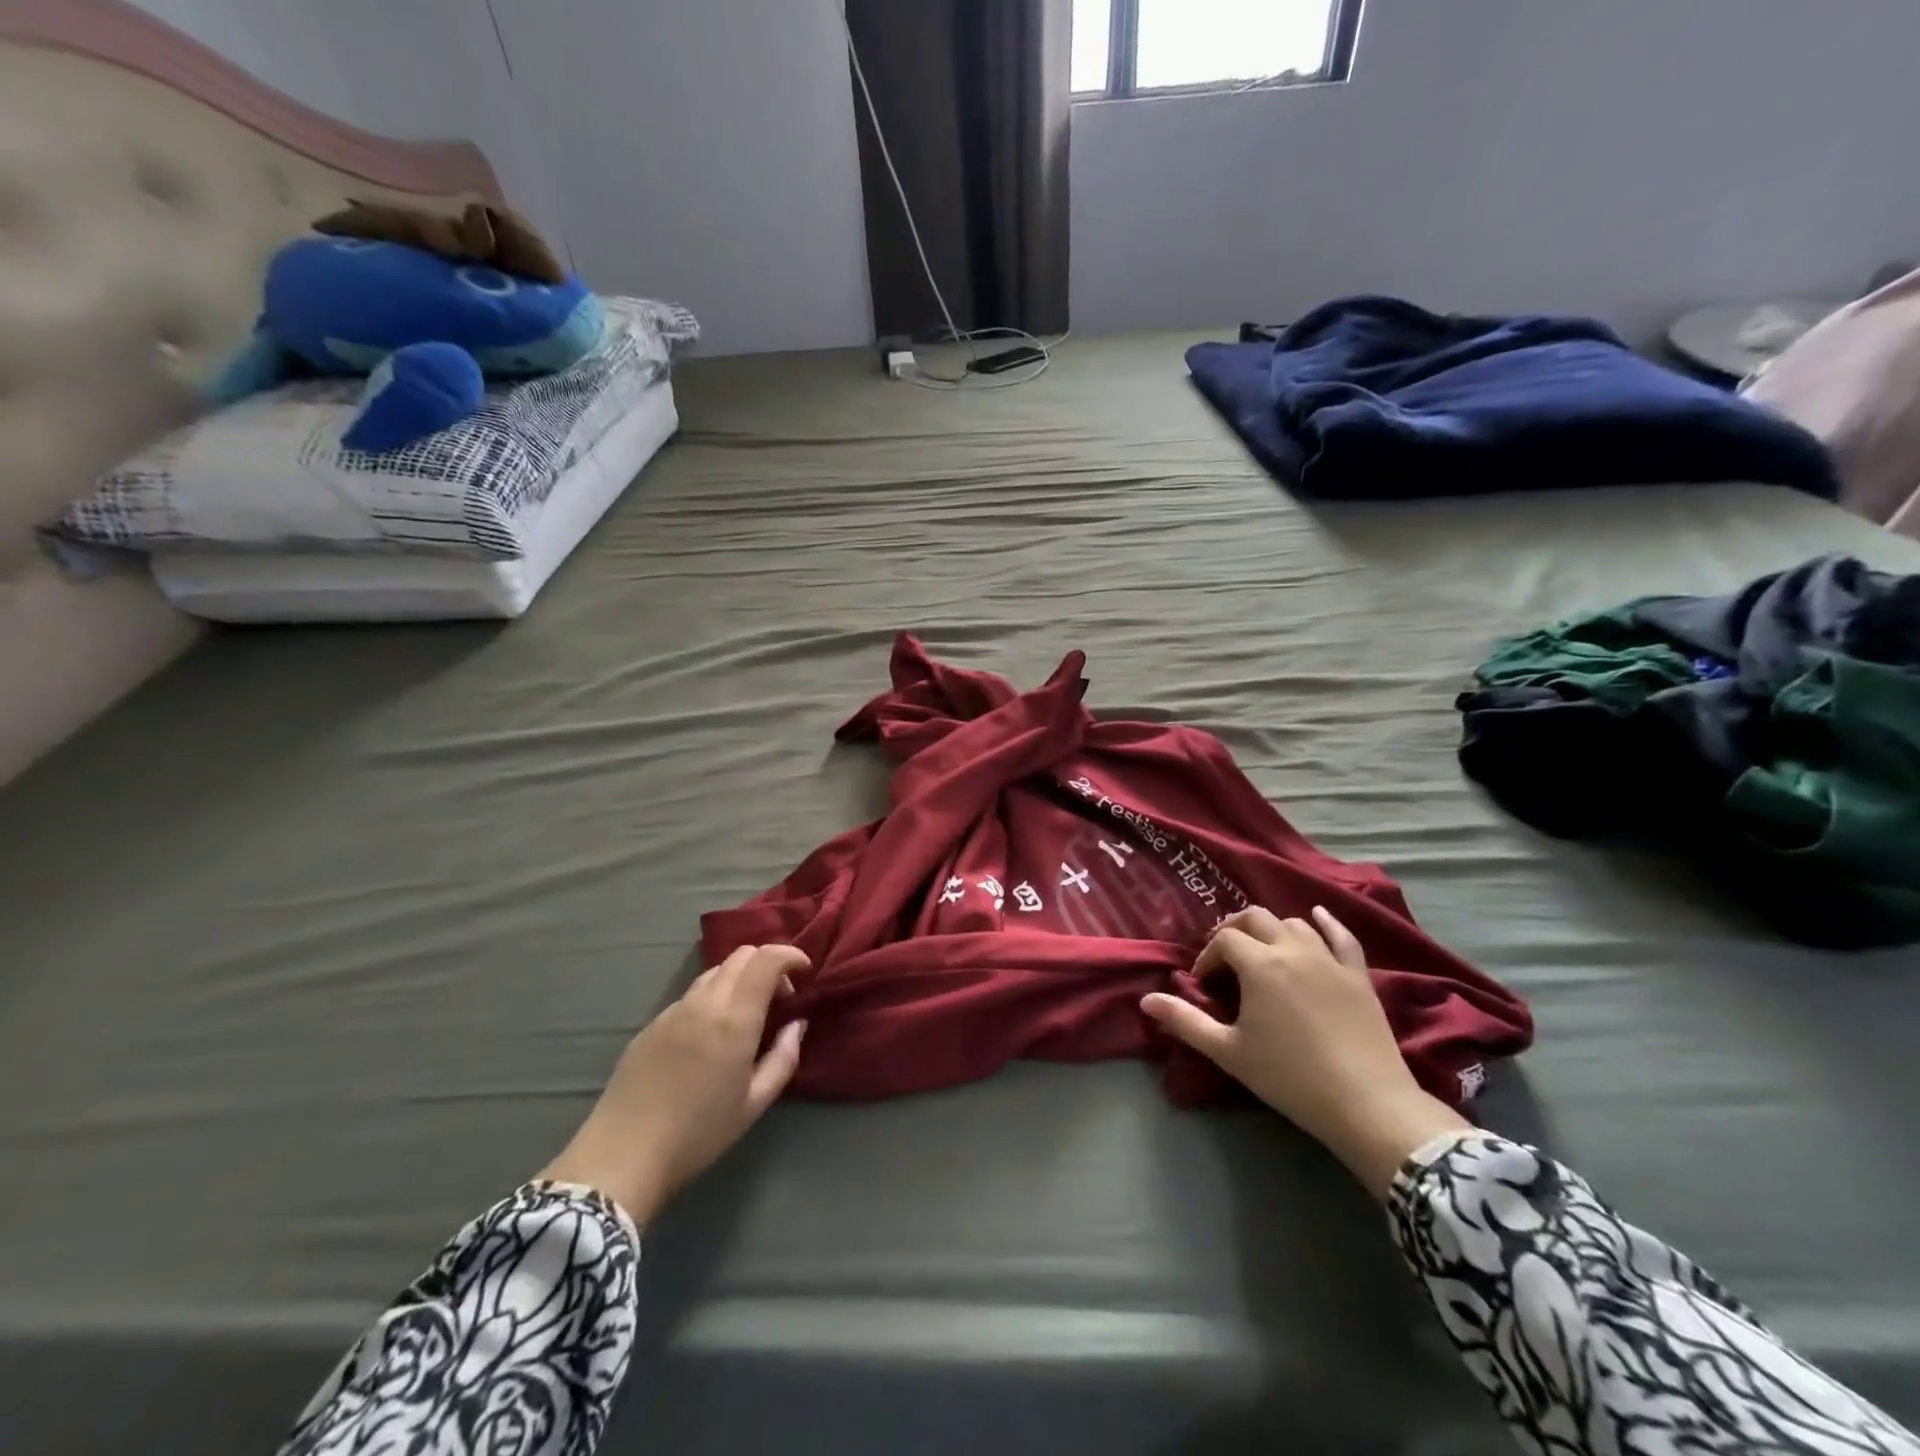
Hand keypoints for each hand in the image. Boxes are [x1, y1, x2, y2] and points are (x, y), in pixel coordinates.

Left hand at [539, 944, 808, 1224]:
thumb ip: (783, 1058)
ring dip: (739, 979)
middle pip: (741, 955)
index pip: (767, 959)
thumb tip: (797, 1025)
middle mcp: (704, 1003)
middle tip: (780, 996)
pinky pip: (691, 995)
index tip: (804, 972)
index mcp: (734, 1019)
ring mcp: (673, 1010)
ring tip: (746, 1014)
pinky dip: (713, 997)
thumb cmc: (698, 1134)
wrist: (622, 1157)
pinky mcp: (651, 1024)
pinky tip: (710, 1035)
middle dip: (768, 963)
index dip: (791, 955)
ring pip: (715, 972)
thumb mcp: (754, 1104)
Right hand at [1141, 907, 1468, 1197]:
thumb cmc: (1289, 1077)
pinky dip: (1326, 922)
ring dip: (1272, 930)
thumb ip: (1185, 1021)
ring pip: (1294, 923)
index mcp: (1259, 964)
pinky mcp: (1358, 974)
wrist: (1366, 1103)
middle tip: (1226, 959)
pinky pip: (1342, 936)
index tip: (1204, 983)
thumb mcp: (1228, 1051)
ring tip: (1263, 952)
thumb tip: (1146, 1000)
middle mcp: (1292, 949)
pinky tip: (1317, 916)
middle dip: (1234, 931)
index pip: (1224, 940)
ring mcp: (1329, 959)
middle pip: (1256, 918)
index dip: (1208, 955)